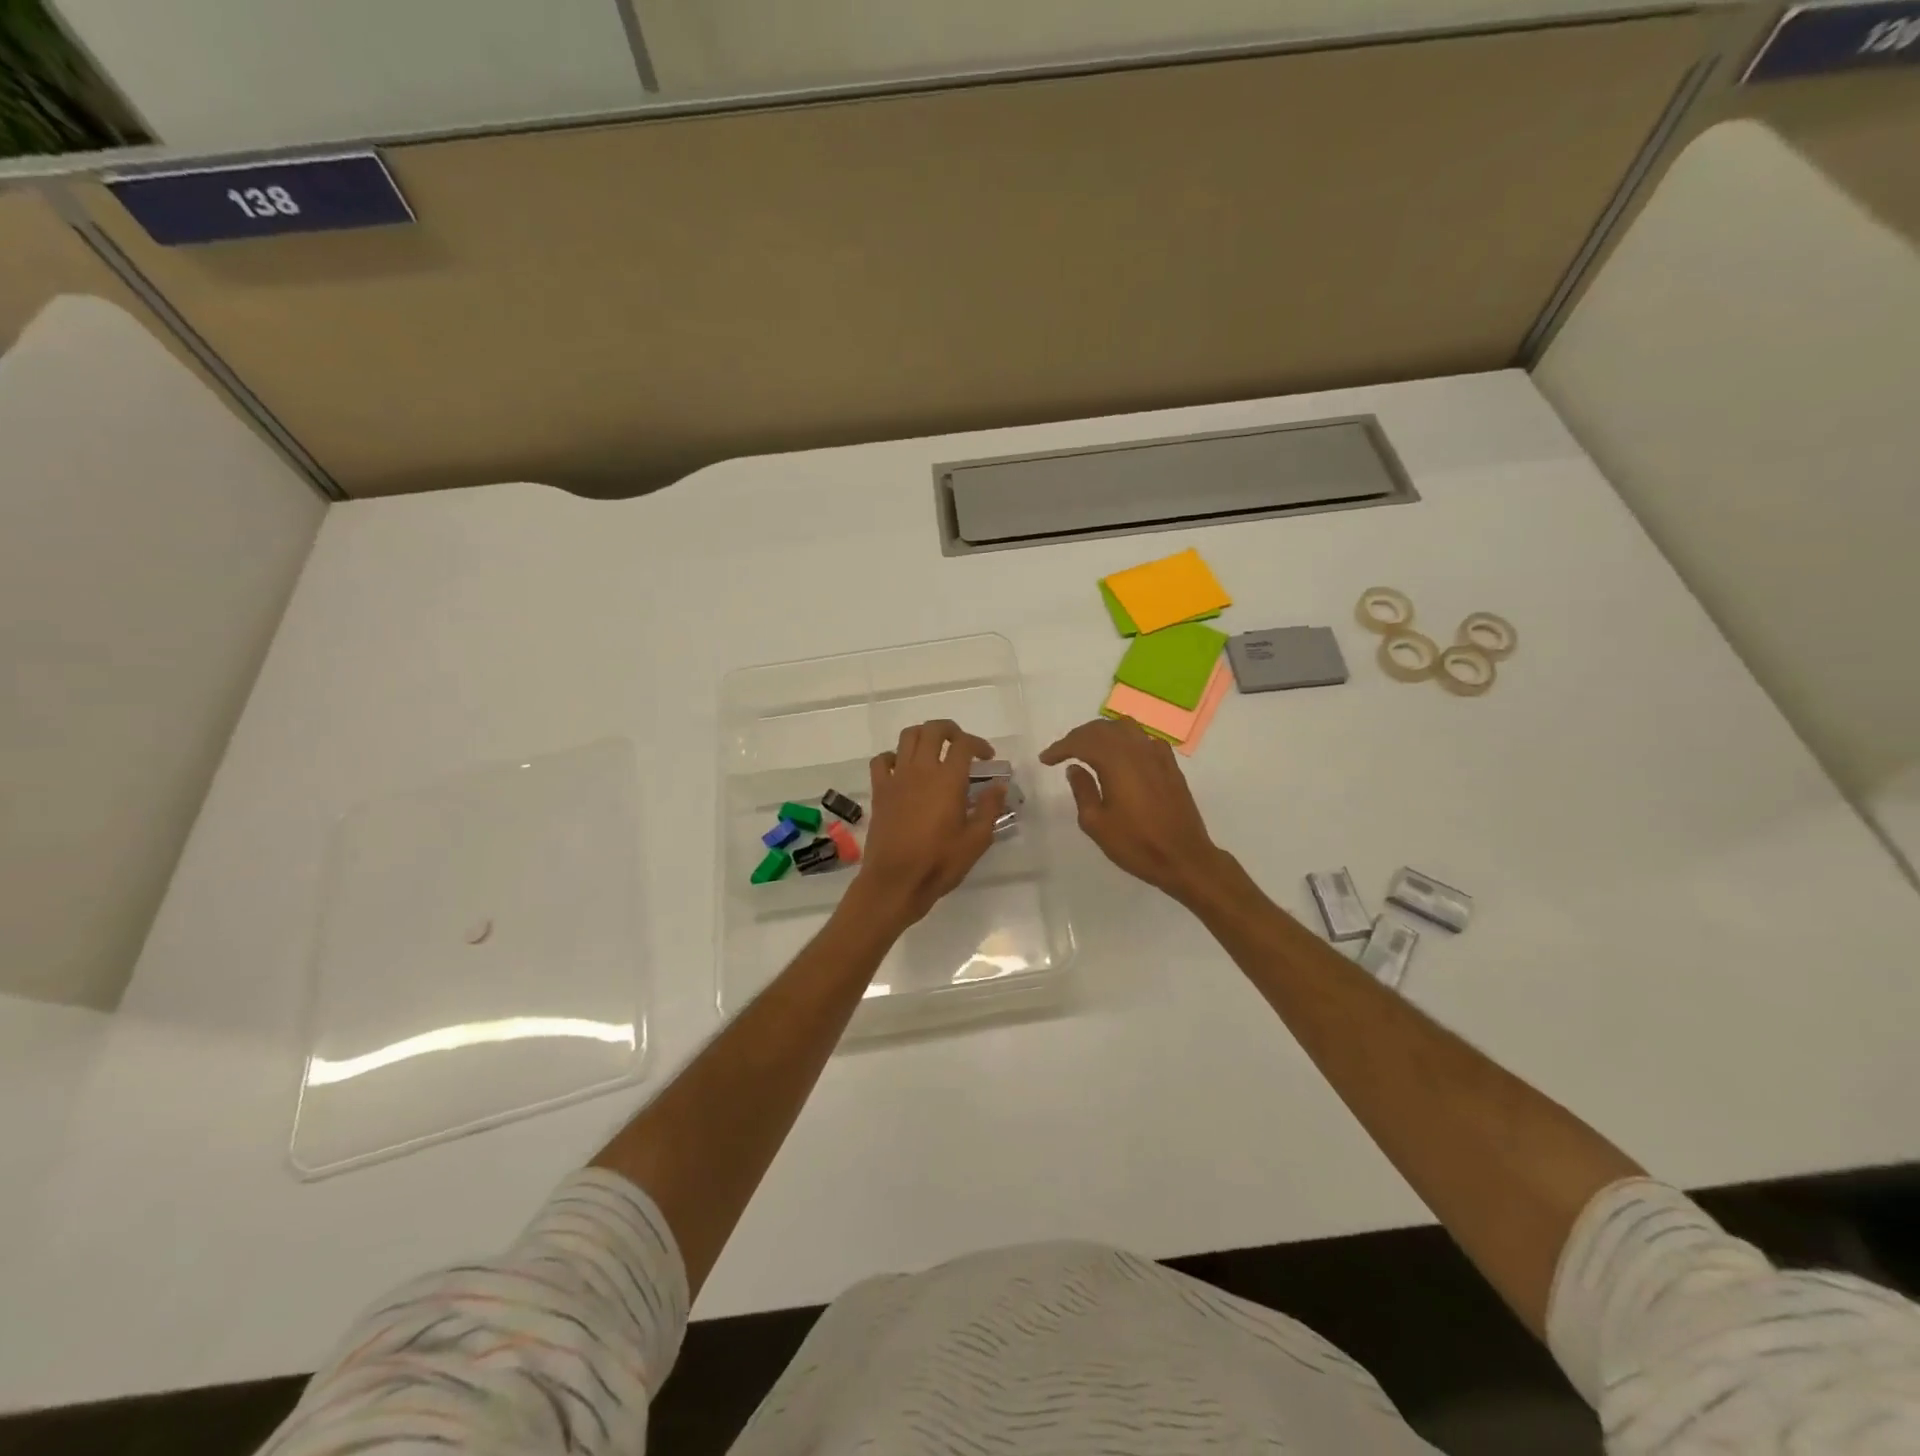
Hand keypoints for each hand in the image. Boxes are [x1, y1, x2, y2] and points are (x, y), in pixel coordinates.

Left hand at [849, 719, 1005, 929]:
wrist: (895, 881)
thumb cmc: (939, 862)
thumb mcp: (976, 840)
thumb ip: (990, 808)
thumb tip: (999, 786)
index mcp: (948, 780)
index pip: (964, 744)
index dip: (979, 744)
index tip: (987, 758)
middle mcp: (921, 770)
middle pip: (933, 730)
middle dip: (950, 730)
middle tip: (961, 745)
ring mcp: (897, 778)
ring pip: (907, 737)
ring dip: (923, 736)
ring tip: (934, 750)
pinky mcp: (879, 791)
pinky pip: (882, 760)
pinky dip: (894, 756)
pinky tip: (903, 769)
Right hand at [1039, 717, 1225, 904]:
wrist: (1183, 857)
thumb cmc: (1135, 844)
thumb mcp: (1096, 823)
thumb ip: (1082, 790)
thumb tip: (1075, 768)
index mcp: (1116, 761)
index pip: (1082, 741)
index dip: (1060, 747)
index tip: (1045, 759)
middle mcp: (1137, 749)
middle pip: (1102, 729)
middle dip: (1078, 736)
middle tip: (1062, 752)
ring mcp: (1157, 754)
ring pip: (1125, 728)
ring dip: (1102, 733)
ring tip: (1088, 749)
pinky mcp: (1170, 764)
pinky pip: (1144, 739)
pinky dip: (1126, 740)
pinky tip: (1122, 755)